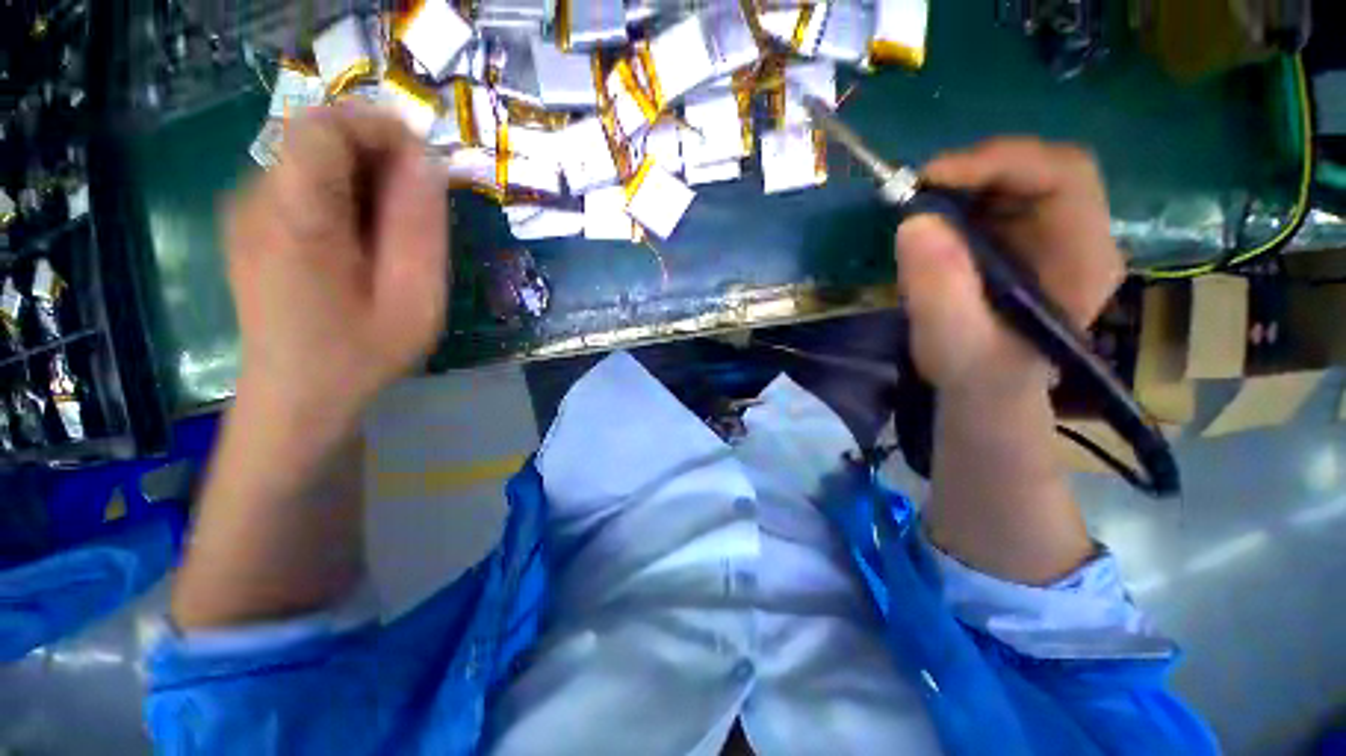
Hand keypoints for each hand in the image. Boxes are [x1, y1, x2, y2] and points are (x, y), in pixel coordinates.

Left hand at [225, 105, 448, 434]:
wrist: (296, 398)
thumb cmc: (361, 355)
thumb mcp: (414, 299)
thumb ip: (420, 228)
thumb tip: (426, 164)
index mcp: (294, 217)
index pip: (324, 126)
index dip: (379, 128)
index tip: (426, 164)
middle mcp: (257, 199)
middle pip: (318, 138)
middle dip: (379, 156)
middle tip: (421, 205)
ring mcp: (247, 211)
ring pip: (313, 159)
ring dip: (366, 179)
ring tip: (397, 232)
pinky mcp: (253, 224)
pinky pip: (304, 184)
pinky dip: (346, 196)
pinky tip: (366, 241)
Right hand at [895, 139, 1123, 395]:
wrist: (983, 389)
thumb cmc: (978, 374)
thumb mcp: (954, 342)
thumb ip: (940, 291)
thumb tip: (914, 223)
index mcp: (1083, 258)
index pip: (1065, 175)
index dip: (1001, 162)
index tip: (933, 177)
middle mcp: (1076, 234)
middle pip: (1040, 168)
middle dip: (976, 169)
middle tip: (917, 189)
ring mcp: (1047, 235)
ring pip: (1014, 179)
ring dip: (962, 183)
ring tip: (917, 205)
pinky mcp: (1017, 239)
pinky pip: (993, 199)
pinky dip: (956, 200)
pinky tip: (929, 222)